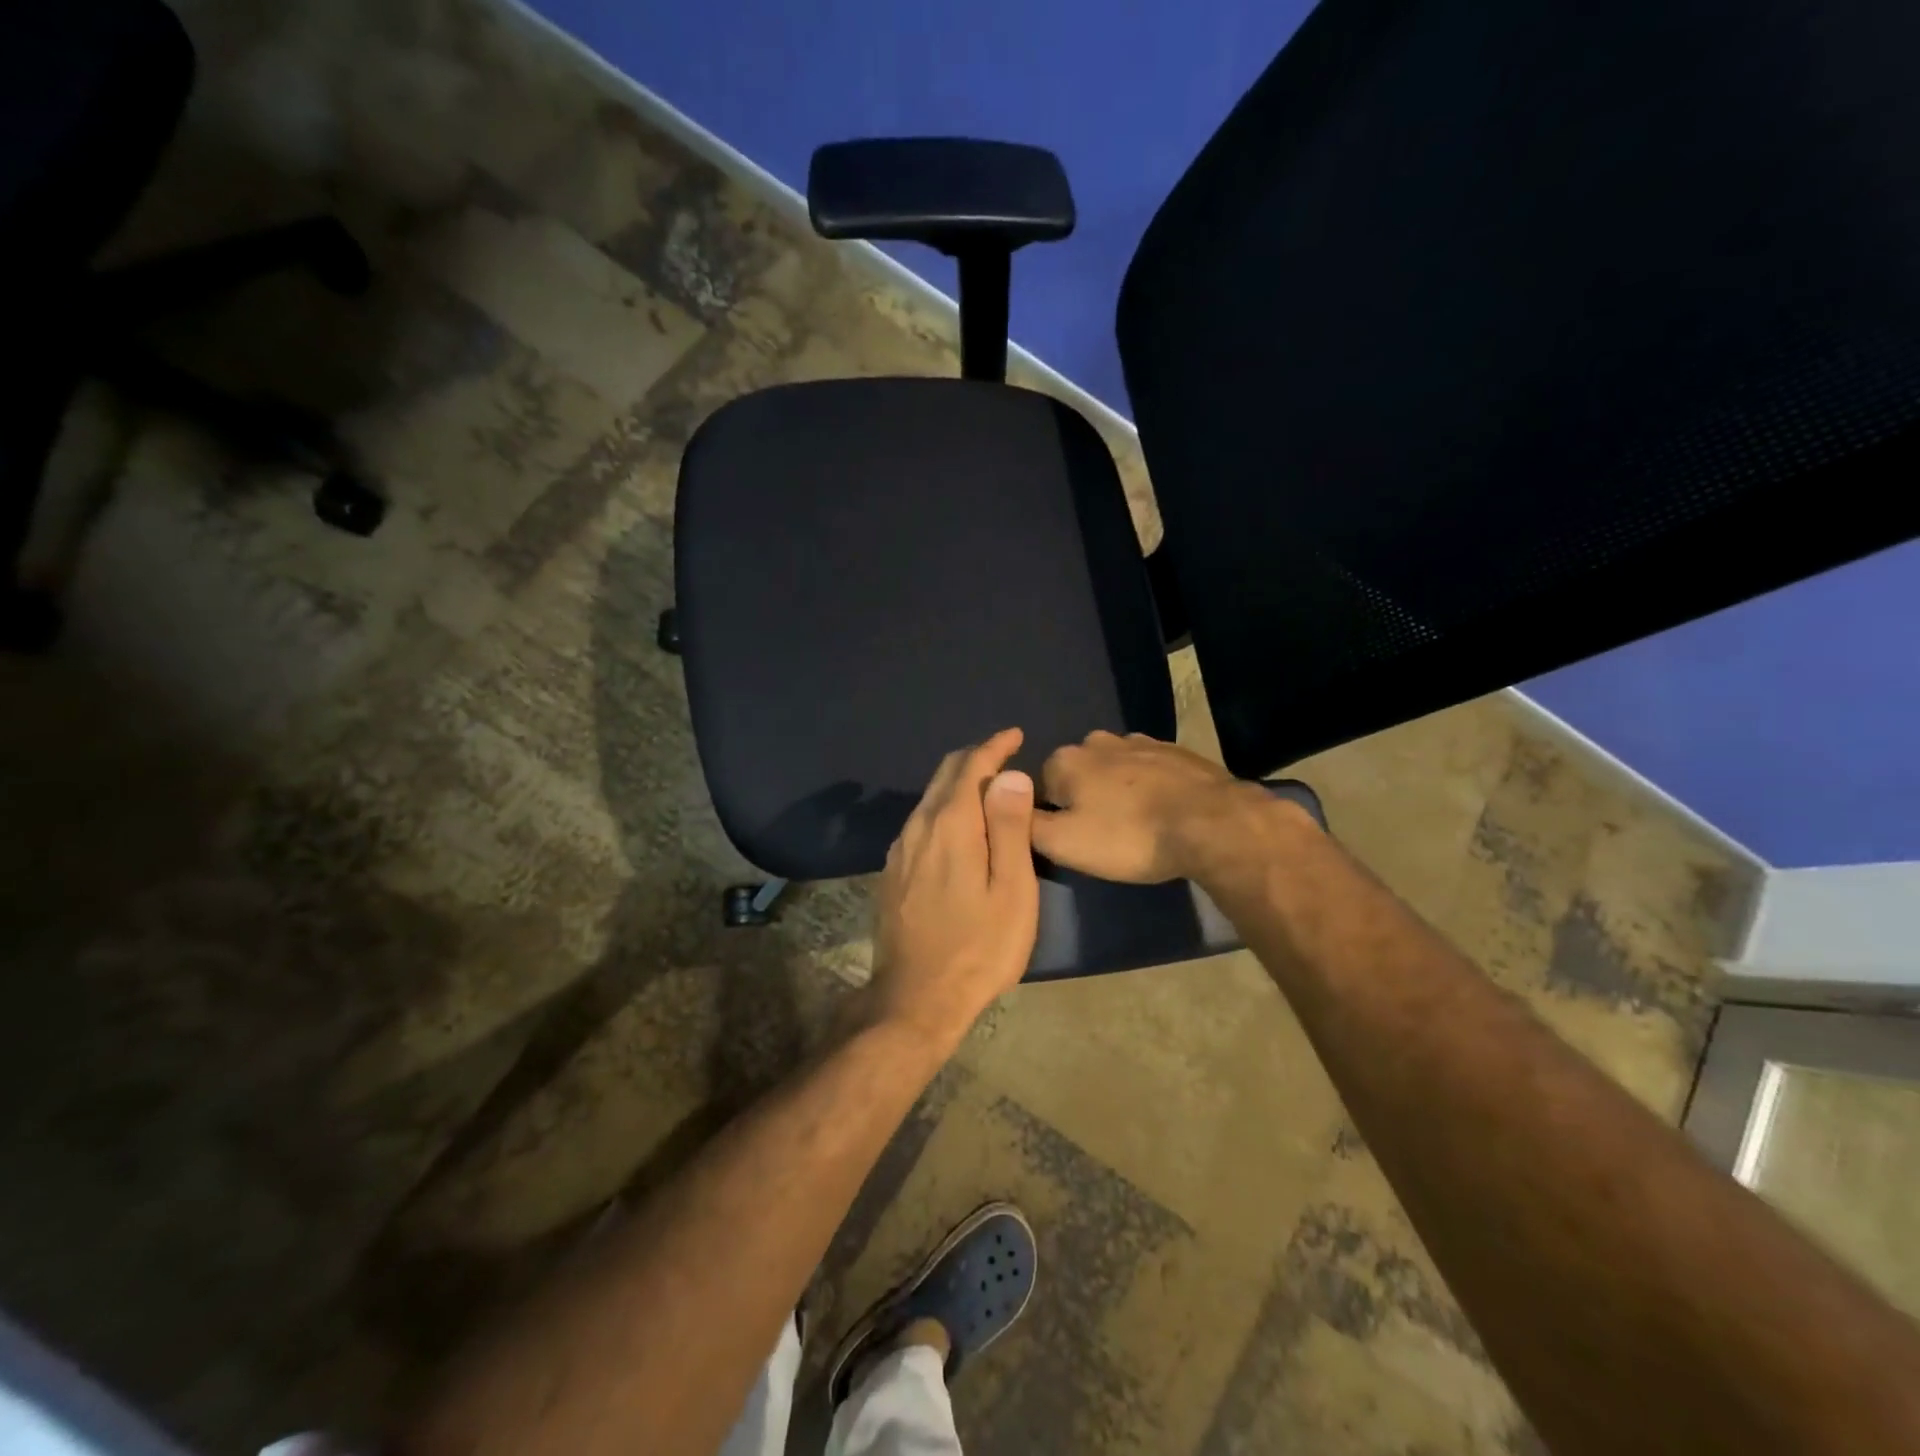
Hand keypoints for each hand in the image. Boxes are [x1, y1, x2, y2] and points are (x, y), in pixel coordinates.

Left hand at [866, 728, 1039, 1049]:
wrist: (916, 998)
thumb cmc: (979, 947)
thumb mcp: (1011, 889)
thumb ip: (1009, 827)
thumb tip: (1010, 775)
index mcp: (950, 824)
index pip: (971, 766)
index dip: (995, 746)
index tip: (1016, 735)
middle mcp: (918, 827)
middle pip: (945, 775)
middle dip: (976, 758)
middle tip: (1005, 755)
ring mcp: (900, 851)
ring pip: (929, 798)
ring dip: (958, 783)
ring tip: (988, 787)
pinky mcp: (892, 873)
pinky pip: (920, 822)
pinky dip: (944, 808)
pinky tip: (958, 825)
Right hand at [1032, 730, 1261, 882]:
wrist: (1211, 822)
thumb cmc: (1130, 836)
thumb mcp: (1065, 844)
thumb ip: (1027, 825)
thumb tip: (1012, 811)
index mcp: (1065, 760)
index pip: (1038, 788)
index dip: (1052, 816)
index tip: (1074, 841)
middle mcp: (1097, 741)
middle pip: (1077, 774)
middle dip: (1084, 799)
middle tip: (1104, 836)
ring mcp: (1140, 741)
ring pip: (1113, 769)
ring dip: (1117, 791)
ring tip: (1136, 825)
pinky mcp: (1175, 750)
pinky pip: (1147, 769)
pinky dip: (1148, 786)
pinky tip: (1162, 811)